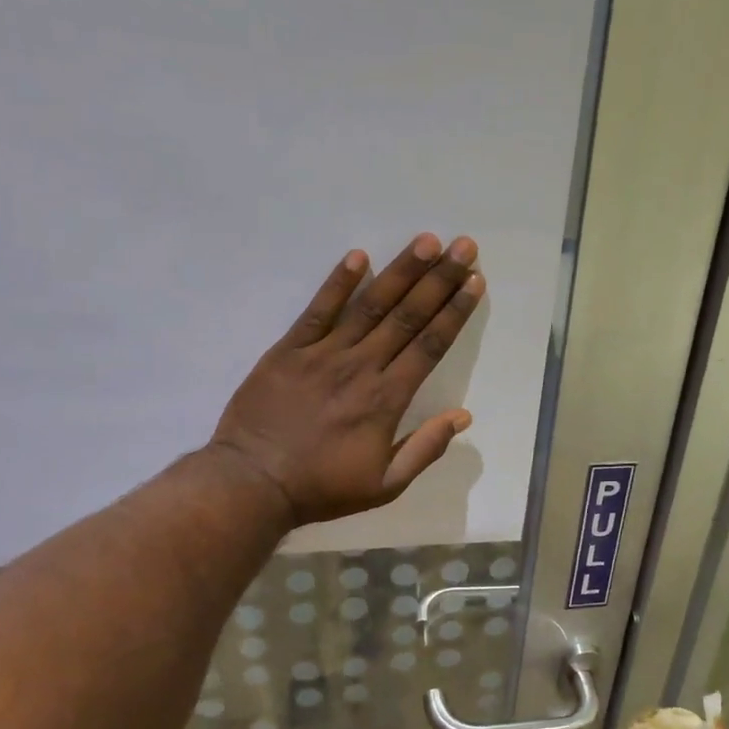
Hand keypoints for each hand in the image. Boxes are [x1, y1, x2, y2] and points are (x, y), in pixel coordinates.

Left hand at [209, 233, 483, 526]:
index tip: (475, 282)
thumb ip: (425, 449)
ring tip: (426, 241)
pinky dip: (338, 283)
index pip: (429, 345)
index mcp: (387, 399)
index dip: (455, 312)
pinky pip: (317, 310)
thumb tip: (462, 416)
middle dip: (439, 279)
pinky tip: (358, 256)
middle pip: (407, 316)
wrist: (253, 483)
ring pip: (369, 305)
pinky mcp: (288, 350)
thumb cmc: (322, 488)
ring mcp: (323, 354)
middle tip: (463, 246)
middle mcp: (361, 367)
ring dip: (400, 271)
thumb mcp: (385, 485)